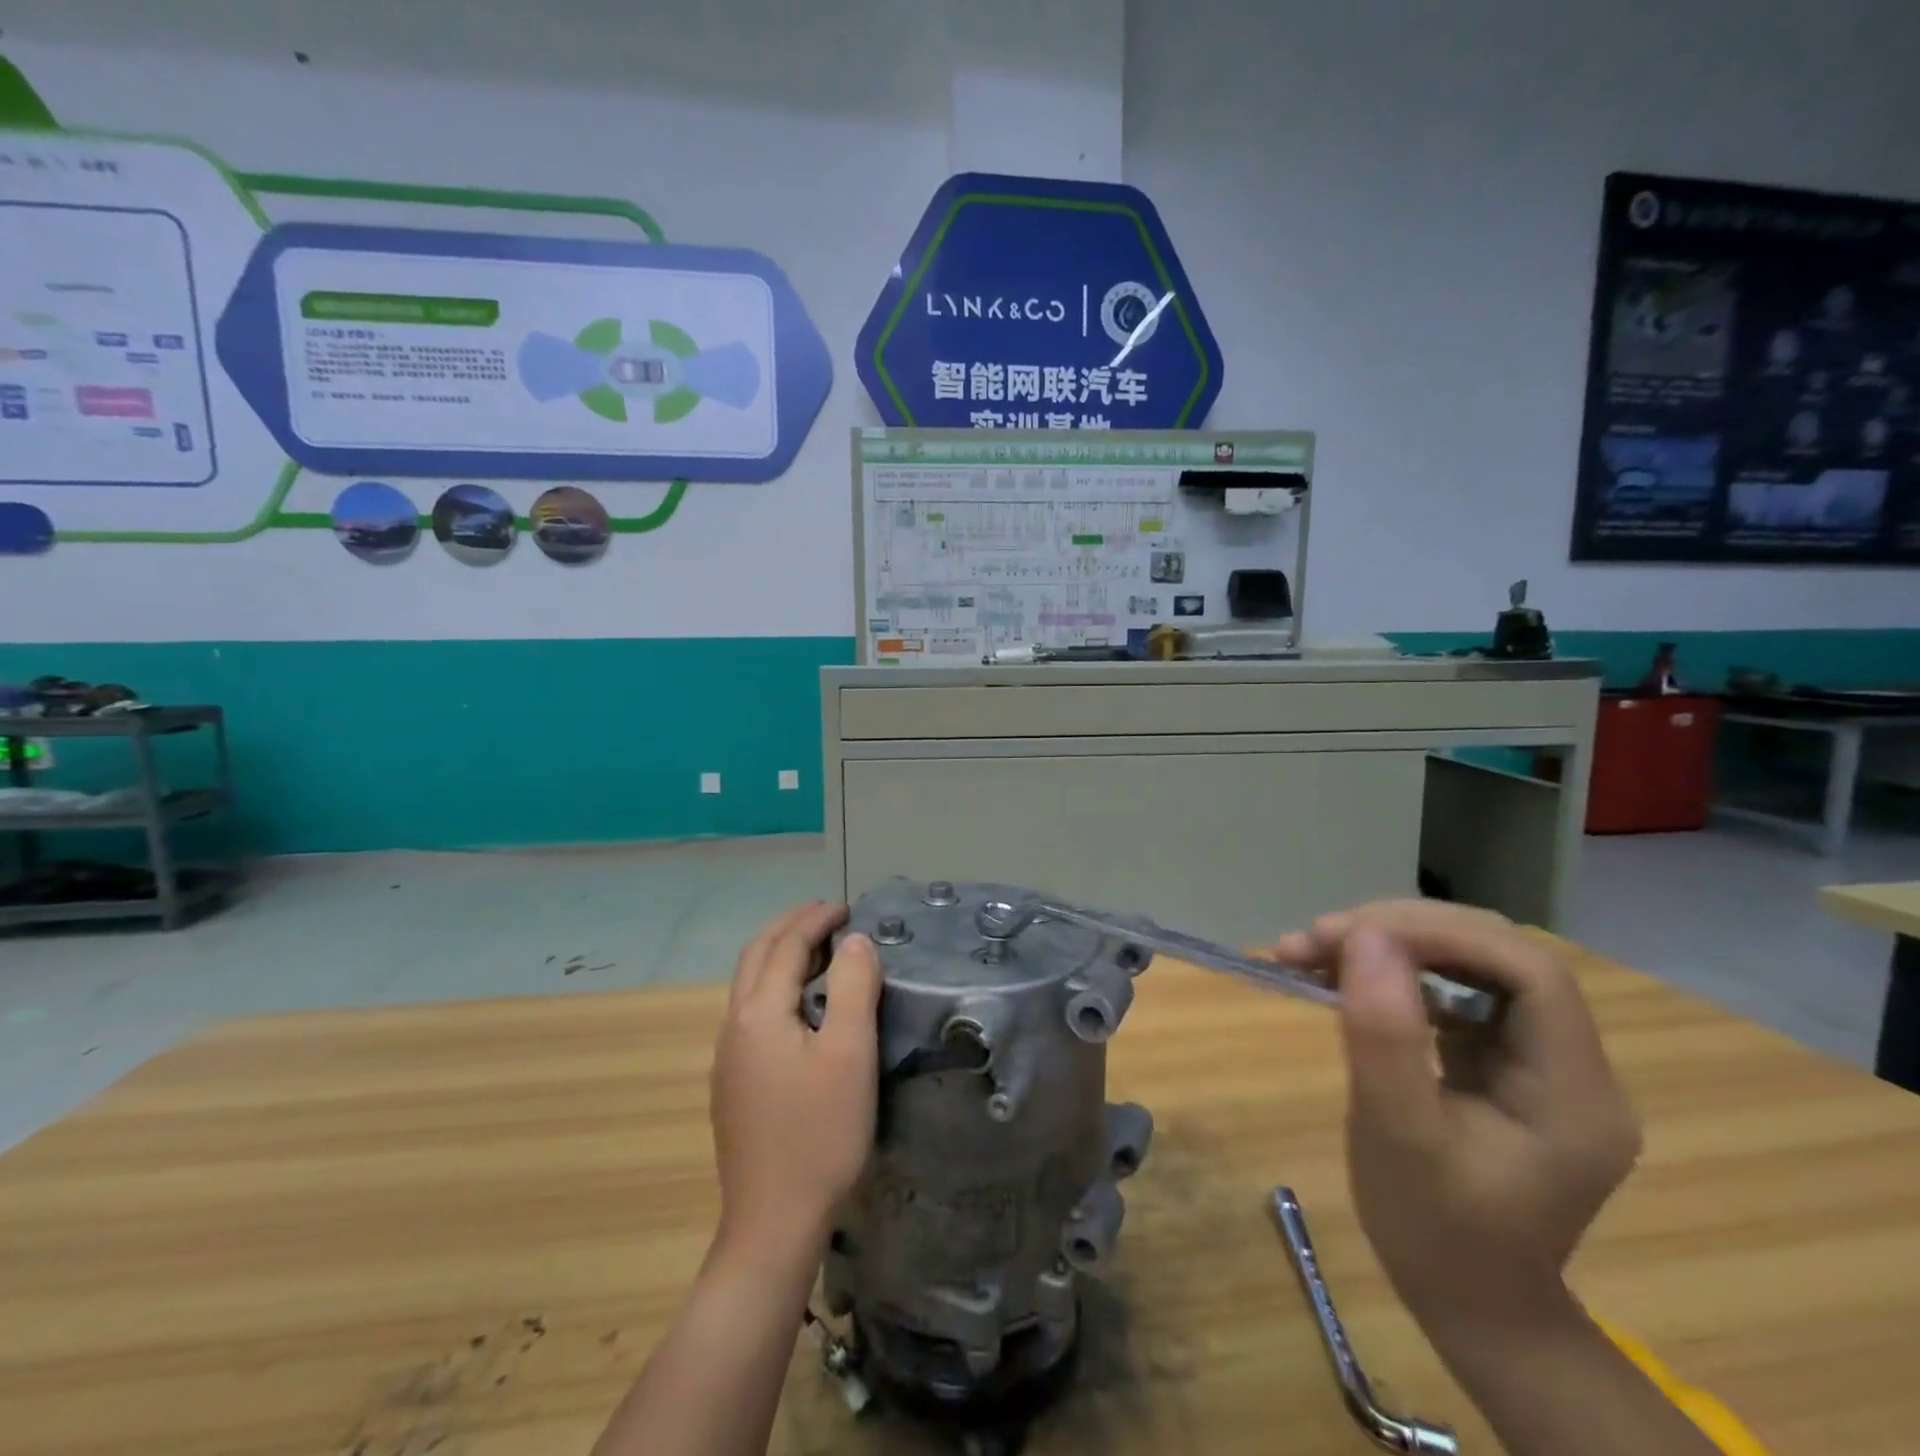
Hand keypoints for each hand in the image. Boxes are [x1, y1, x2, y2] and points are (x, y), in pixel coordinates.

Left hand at [709, 902, 881, 1265]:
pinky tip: (800, 1005)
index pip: (786, 946)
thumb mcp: (849, 1054)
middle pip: (756, 956)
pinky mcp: (733, 1085)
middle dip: (789, 926)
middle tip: (827, 913)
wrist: (773, 1225)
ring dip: (780, 954)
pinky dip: (776, 985)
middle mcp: (734, 1027)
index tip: (845, 906)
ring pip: (749, 984)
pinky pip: (752, 1012)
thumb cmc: (820, 1134)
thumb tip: (854, 941)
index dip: (815, 919)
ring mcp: (728, 1058)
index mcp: (758, 1013)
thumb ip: (852, 987)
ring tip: (817, 949)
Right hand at [1268, 900, 1640, 1334]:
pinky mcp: (1501, 1061)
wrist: (1468, 1305)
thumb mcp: (1396, 1134)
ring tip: (1309, 950)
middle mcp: (1572, 1064)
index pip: (1527, 970)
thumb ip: (1384, 1033)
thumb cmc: (1434, 1233)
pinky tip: (1339, 978)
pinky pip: (1450, 992)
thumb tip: (1364, 936)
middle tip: (1316, 938)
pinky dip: (1391, 974)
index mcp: (1573, 1090)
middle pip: (1497, 955)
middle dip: (1403, 932)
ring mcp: (1537, 1061)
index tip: (1351, 936)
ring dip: (1389, 946)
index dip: (1441, 935)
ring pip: (1469, 965)